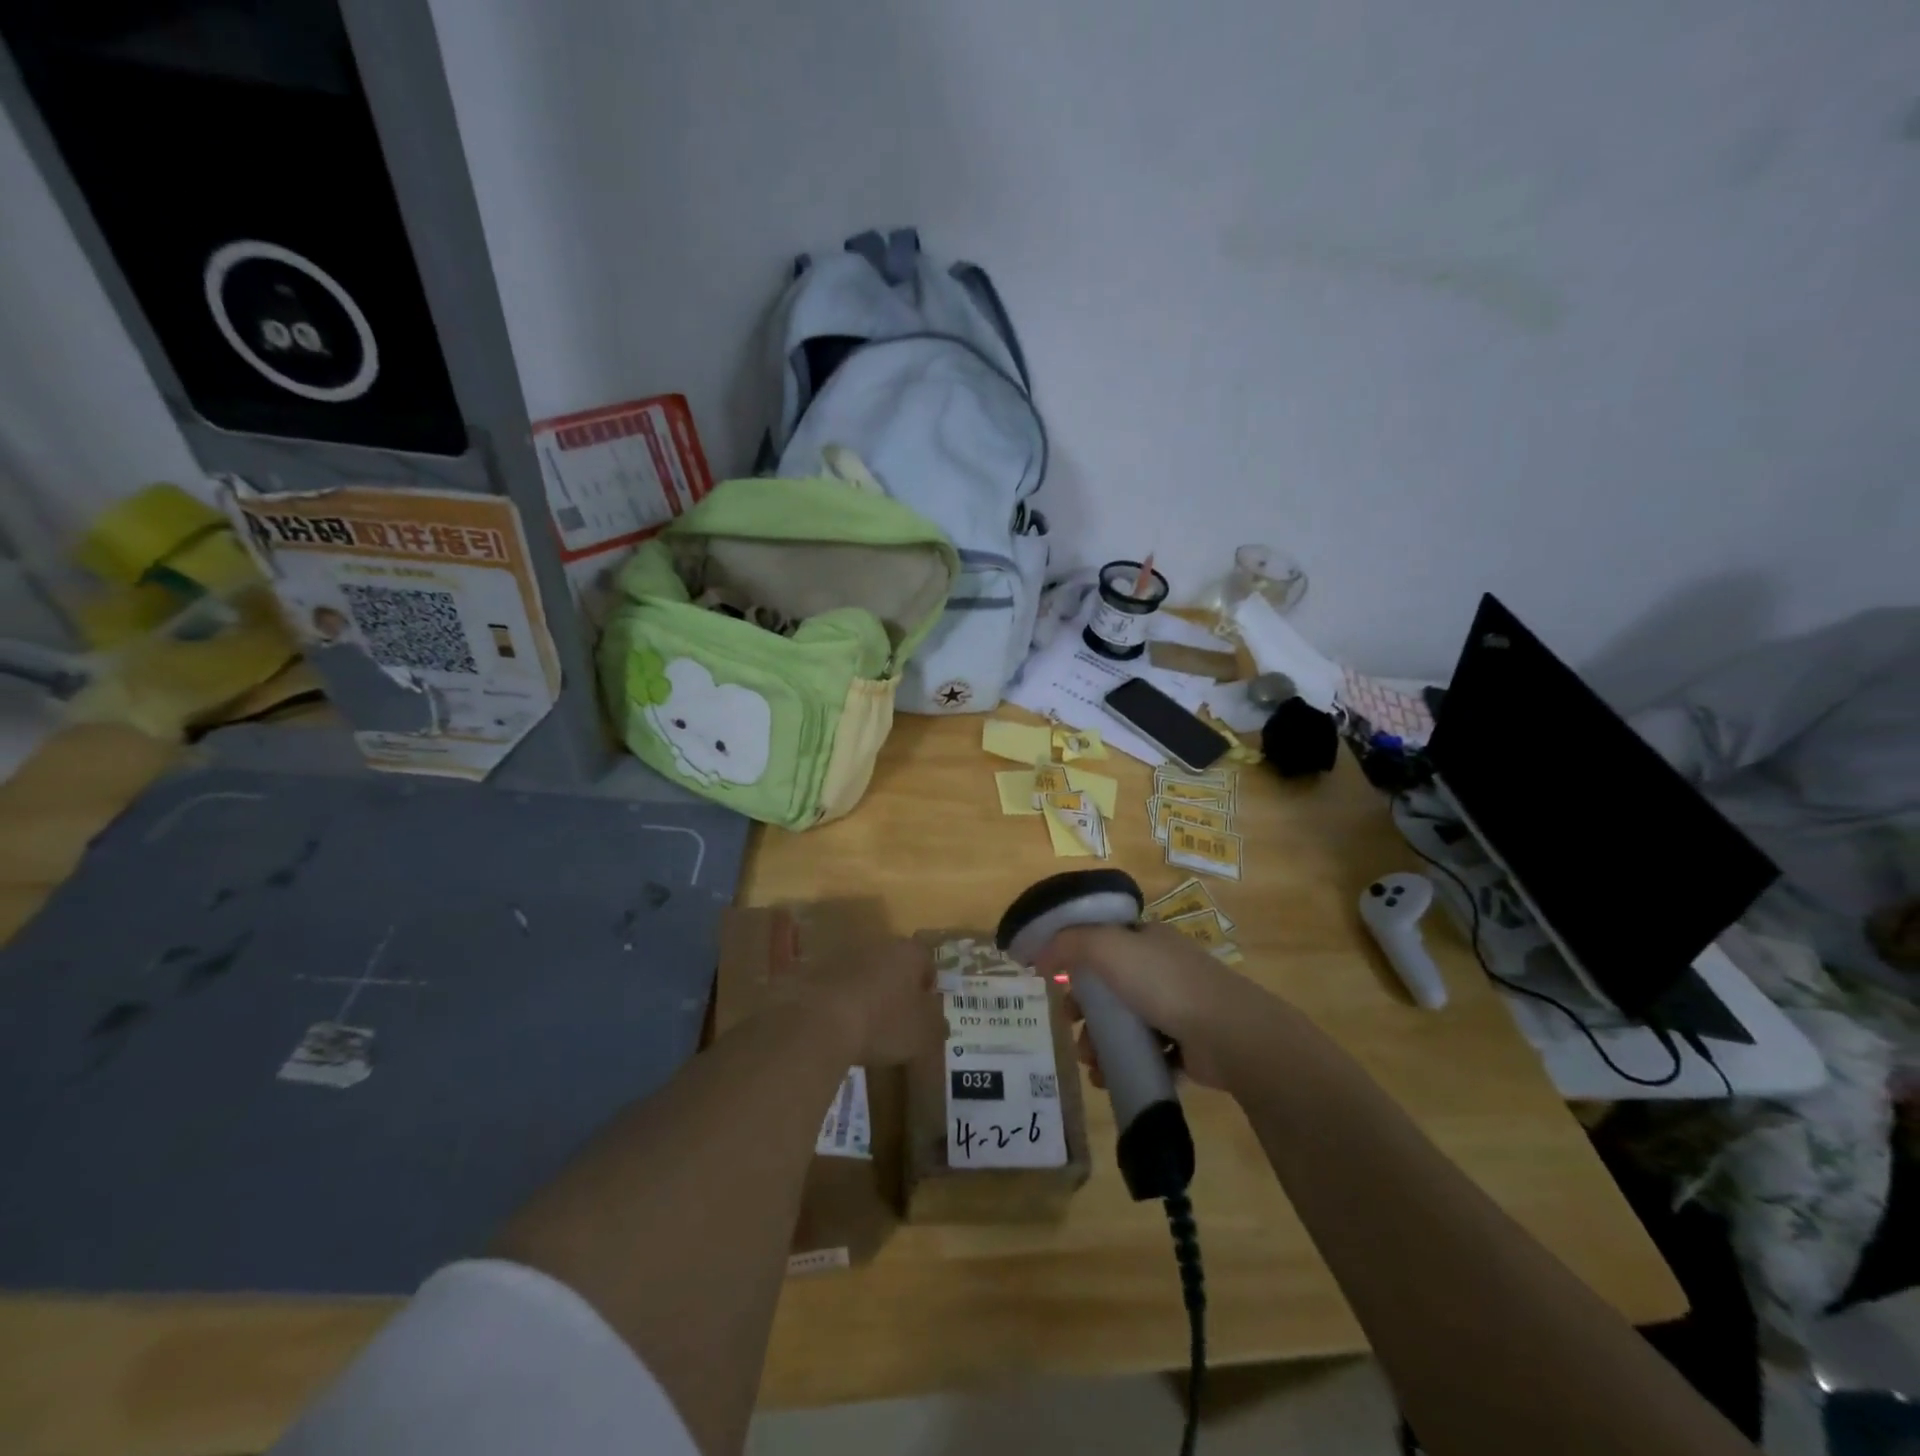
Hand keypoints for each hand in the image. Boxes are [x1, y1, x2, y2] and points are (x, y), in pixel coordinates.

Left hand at [812, 937, 948, 1066]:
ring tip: (865, 1023)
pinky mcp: (815, 968)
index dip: (928, 984)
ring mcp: (843, 953)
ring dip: (867, 989)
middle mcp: (878, 944)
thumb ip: (935, 1025)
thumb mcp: (921, 1034)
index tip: (925, 1008)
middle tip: (896, 1015)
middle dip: (897, 985)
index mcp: (908, 953)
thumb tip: (938, 1021)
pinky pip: (836, 983)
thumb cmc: (882, 1023)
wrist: (818, 1021)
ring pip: (864, 970)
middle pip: (894, 962)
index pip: (926, 960)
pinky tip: (838, 1024)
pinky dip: (840, 998)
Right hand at [1033, 922, 1277, 1088]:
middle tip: (1071, 1027)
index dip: (1076, 960)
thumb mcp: (1106, 947)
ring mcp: (1178, 1007)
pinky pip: (1147, 1054)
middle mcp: (1163, 968)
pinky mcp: (1188, 1045)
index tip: (1056, 984)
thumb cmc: (1163, 982)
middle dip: (1085, 1010)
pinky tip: (1110, 1078)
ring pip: (1126, 1024)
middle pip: (1110, 987)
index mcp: (1147, 938)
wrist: (1228, 1033)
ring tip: (1091, 1063)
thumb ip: (1067, 944)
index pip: (1103, 942)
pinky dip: (1125, 1065)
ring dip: (1100, 1043)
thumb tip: (1037, 956)